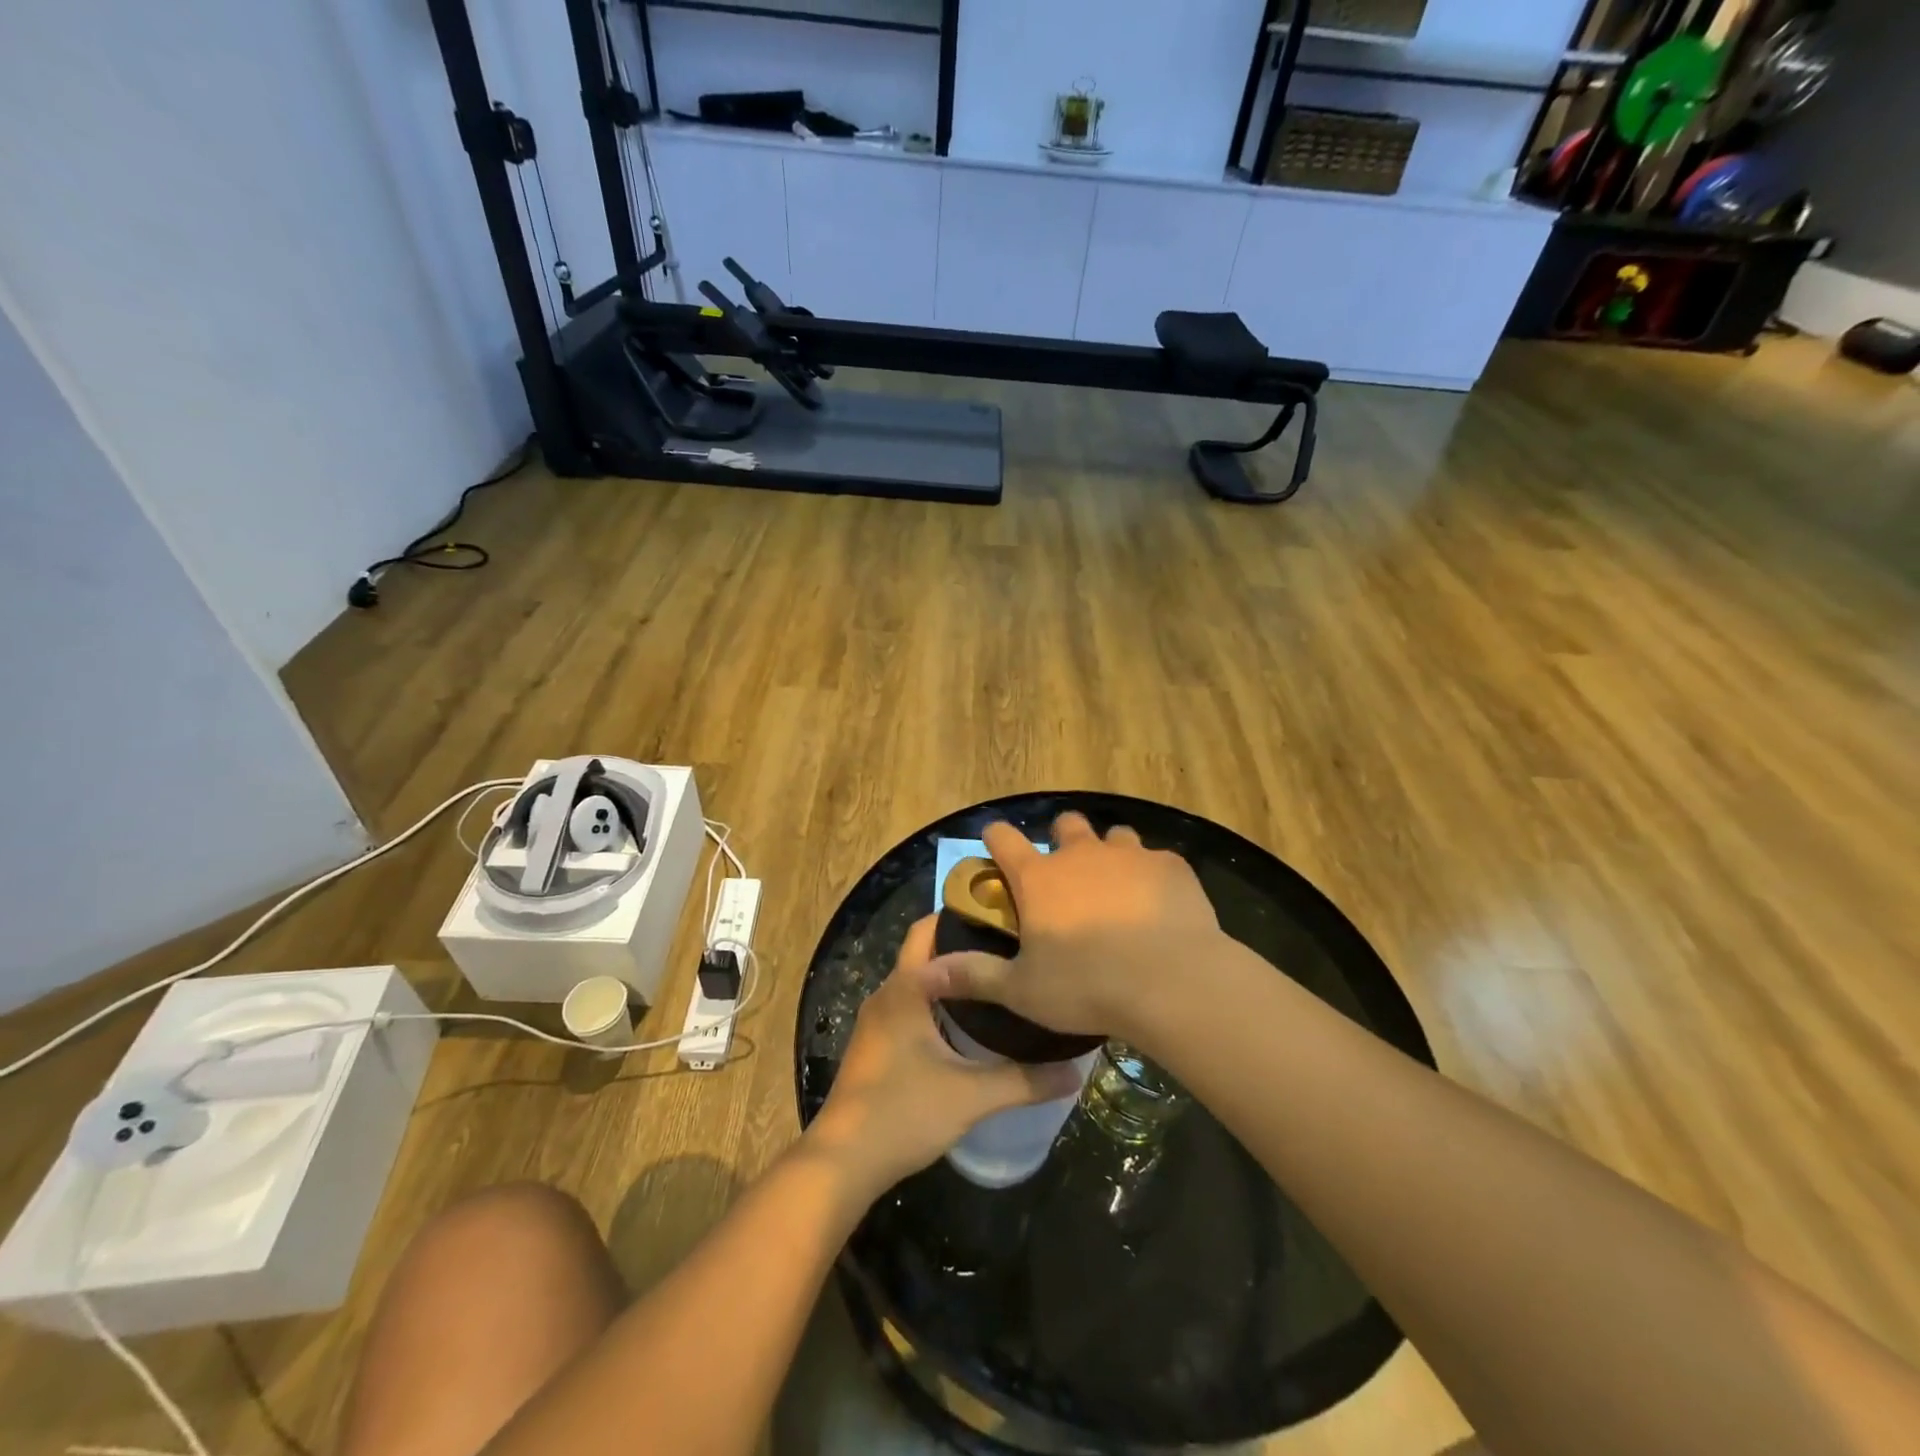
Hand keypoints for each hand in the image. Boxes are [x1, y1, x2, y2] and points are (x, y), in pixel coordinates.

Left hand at [806, 916, 1082, 1197]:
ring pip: (918, 980)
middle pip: (925, 951)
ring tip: (998, 978)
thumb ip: (1025, 1080)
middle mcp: (888, 993)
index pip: (930, 928)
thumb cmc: (904, 1113)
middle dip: (961, 943)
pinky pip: (910, 1003)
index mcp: (906, 988)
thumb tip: (1075, 1071)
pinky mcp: (876, 1044)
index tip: (1004, 915)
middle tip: (1009, 946)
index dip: (964, 915)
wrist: (843, 1161)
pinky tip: (968, 1021)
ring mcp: (877, 1020)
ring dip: (950, 975)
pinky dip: (937, 1000)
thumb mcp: (972, 1095)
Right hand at [936, 814, 1219, 1037]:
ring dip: (1110, 853)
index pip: (1004, 839)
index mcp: (1039, 878)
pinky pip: (1156, 859)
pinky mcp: (1170, 866)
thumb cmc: (1087, 986)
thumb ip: (972, 976)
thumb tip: (923, 974)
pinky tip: (1158, 905)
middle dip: (1062, 839)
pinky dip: (1151, 876)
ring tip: (1117, 887)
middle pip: (1066, 825)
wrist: (1172, 981)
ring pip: (1115, 836)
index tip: (995, 843)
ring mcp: (1129, 855)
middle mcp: (1081, 854)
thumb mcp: (1021, 990)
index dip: (996, 837)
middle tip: (1066, 874)